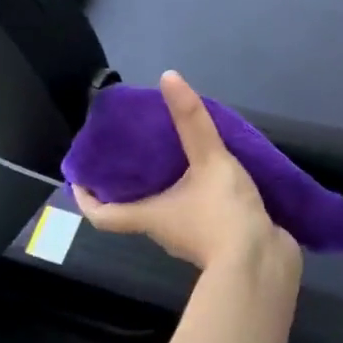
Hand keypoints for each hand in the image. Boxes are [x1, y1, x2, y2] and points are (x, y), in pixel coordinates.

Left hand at [71, 71, 301, 277]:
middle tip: (133, 151)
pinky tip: (213, 173)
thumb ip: (191, 121)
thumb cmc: (223, 215)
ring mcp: (193, 238)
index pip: (103, 215)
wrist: (263, 265)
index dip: (86, 199)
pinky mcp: (219, 240)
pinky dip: (197, 194)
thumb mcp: (209, 160)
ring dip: (167, 186)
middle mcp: (164, 230)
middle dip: (131, 183)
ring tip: (175, 153)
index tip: (79, 180)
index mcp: (149, 216)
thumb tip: (168, 77)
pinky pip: (199, 213)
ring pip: (169, 209)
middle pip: (135, 208)